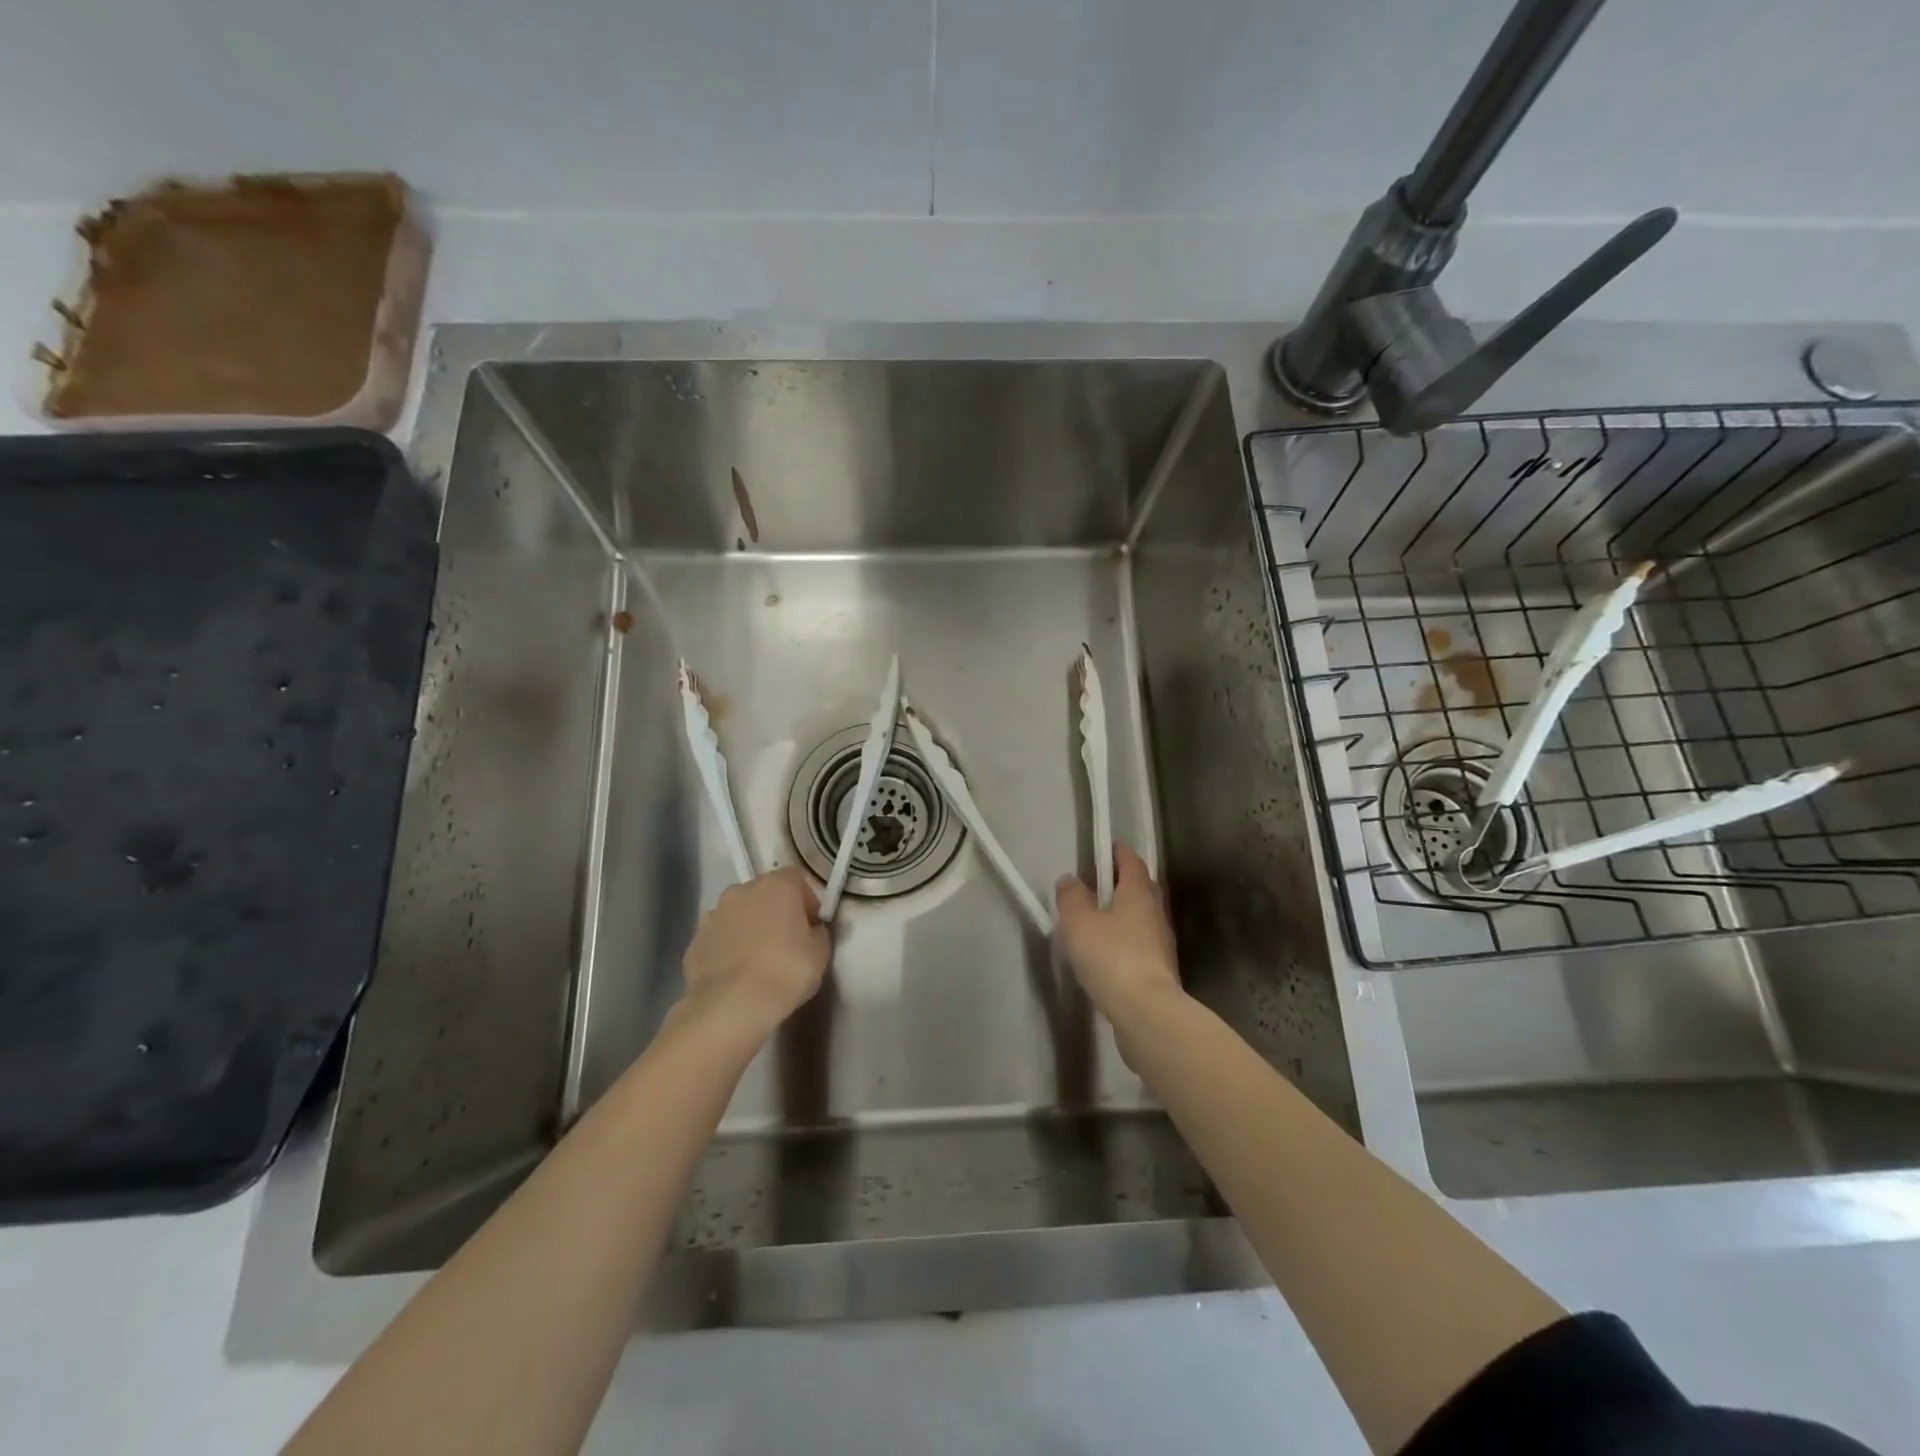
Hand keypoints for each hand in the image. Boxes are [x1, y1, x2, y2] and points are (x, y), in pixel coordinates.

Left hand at [679, 866, 830, 1039]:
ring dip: (749, 925)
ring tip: (758, 958)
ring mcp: (714, 914)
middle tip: (786, 939)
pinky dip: (728, 947)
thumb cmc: (785, 972)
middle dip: (775, 909)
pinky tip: (736, 973)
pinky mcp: (695, 941)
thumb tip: (812, 929)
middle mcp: (742, 891)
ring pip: (738, 912)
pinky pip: (719, 937)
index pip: (796, 877)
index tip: (811, 923)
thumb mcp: (820, 954)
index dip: (807, 898)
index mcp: (777, 886)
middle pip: (764, 891)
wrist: (731, 1006)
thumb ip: (818, 933)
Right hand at [1055, 843, 1185, 1039]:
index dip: (1118, 852)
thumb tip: (1070, 879)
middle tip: (1096, 882)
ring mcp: (1161, 941)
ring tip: (1096, 917)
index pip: (1131, 862)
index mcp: (1138, 892)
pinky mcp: (1159, 968)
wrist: (1146, 1011)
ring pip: (1141, 915)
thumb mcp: (1079, 923)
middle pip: (1140, 887)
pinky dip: (1125, 937)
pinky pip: (1139, 940)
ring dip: (1122, 911)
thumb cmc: (1111, 956)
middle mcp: (1155, 911)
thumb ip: (1072, 898)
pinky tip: (1107, 950)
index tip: (1106, 847)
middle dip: (1120, 881)